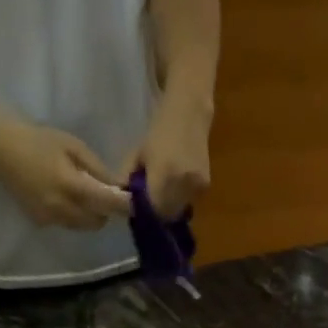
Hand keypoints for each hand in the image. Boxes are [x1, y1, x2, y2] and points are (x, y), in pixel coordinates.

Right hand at [0, 120, 133, 230]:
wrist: (0, 150)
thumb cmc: (39, 141)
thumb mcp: (73, 146)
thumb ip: (97, 169)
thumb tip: (118, 186)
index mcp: (72, 187)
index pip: (108, 205)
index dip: (124, 205)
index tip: (134, 201)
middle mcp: (62, 209)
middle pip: (98, 222)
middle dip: (105, 210)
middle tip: (102, 193)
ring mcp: (50, 219)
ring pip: (83, 226)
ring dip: (89, 214)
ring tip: (81, 193)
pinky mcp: (41, 223)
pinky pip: (67, 224)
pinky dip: (72, 215)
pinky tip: (62, 196)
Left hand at [121, 93, 212, 218]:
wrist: (190, 113)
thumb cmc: (159, 130)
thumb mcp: (137, 153)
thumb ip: (128, 179)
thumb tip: (122, 200)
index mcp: (164, 175)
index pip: (153, 210)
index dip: (145, 213)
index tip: (137, 209)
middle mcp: (183, 184)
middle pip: (167, 214)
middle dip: (156, 213)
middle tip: (147, 204)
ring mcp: (197, 186)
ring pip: (178, 210)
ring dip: (168, 207)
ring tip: (160, 192)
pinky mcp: (205, 186)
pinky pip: (188, 201)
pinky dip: (179, 199)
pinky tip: (173, 185)